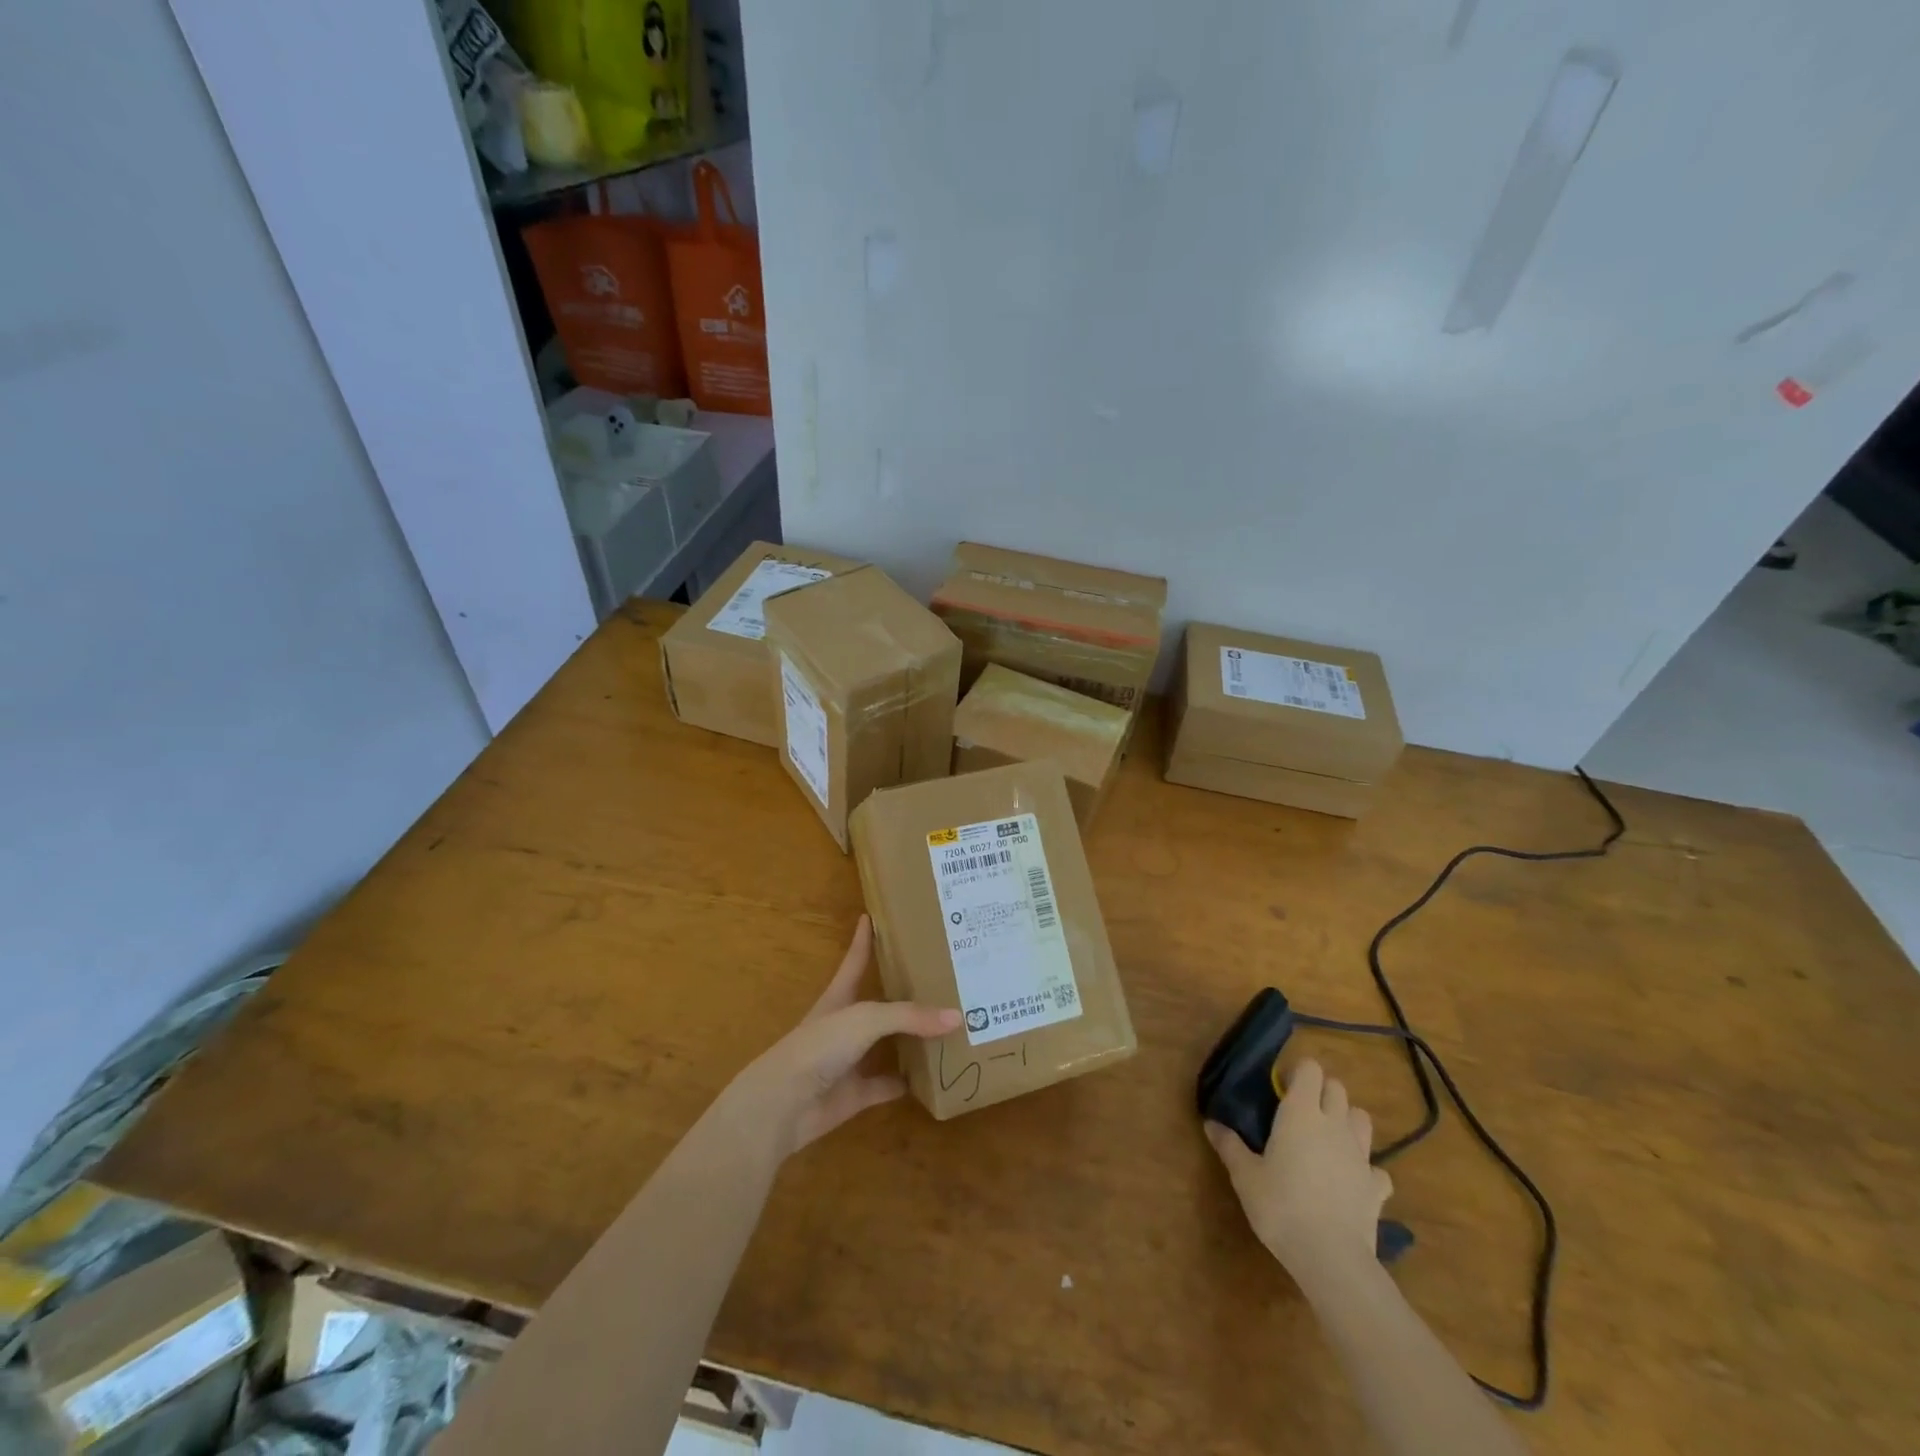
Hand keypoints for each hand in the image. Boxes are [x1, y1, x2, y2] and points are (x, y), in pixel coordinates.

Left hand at [722, 916, 958, 1161]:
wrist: (782, 1106)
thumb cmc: (818, 1048)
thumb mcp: (864, 1019)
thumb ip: (909, 1016)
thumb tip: (957, 1016)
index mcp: (839, 998)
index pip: (854, 960)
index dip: (863, 939)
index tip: (871, 916)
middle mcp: (845, 1026)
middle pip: (880, 1004)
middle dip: (905, 991)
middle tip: (940, 976)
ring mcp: (849, 1061)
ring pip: (887, 1045)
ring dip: (913, 1039)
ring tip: (949, 1025)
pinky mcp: (855, 1094)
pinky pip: (887, 1085)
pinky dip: (907, 1083)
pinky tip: (934, 1078)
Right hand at [1205, 1058, 1392, 1288]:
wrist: (1331, 1257)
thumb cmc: (1281, 1205)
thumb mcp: (1245, 1176)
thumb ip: (1229, 1146)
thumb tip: (1210, 1123)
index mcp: (1301, 1113)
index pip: (1310, 1069)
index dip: (1298, 1073)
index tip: (1281, 1089)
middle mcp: (1334, 1124)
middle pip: (1338, 1088)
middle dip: (1322, 1091)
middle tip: (1301, 1111)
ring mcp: (1361, 1155)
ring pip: (1362, 1119)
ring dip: (1347, 1121)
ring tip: (1328, 1138)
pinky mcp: (1377, 1187)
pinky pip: (1377, 1167)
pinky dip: (1366, 1169)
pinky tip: (1351, 1181)